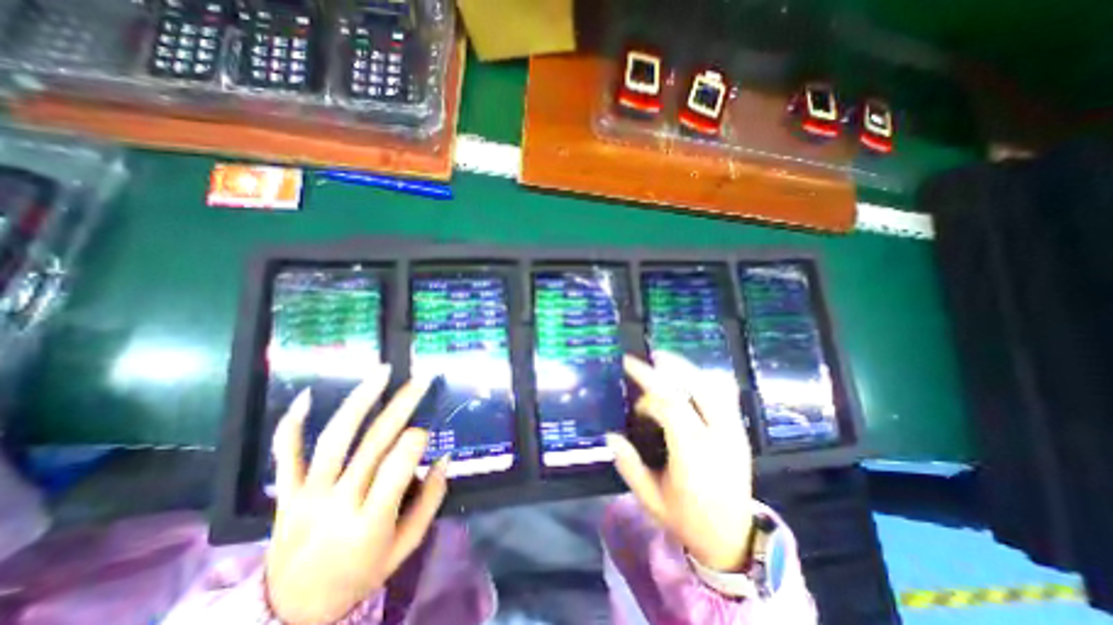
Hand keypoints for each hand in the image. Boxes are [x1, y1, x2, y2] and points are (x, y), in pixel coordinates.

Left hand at [264, 367, 445, 624]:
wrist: (292, 612)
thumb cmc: (361, 573)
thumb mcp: (406, 546)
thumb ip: (431, 500)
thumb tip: (444, 457)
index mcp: (371, 523)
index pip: (397, 468)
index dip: (415, 442)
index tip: (425, 430)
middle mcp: (338, 504)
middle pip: (372, 443)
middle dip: (402, 405)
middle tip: (421, 379)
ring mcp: (306, 497)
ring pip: (334, 439)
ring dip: (360, 401)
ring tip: (382, 373)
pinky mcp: (284, 495)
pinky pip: (285, 456)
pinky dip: (292, 425)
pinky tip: (306, 396)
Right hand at [608, 352, 756, 570]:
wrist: (734, 539)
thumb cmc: (687, 519)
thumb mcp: (650, 499)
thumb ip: (629, 466)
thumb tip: (610, 435)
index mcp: (694, 455)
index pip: (671, 408)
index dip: (649, 393)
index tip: (633, 393)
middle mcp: (717, 437)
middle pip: (693, 390)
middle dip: (669, 369)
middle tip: (648, 358)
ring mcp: (733, 432)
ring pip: (713, 388)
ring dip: (687, 369)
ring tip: (665, 359)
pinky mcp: (740, 432)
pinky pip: (726, 395)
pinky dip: (707, 379)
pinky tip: (690, 375)